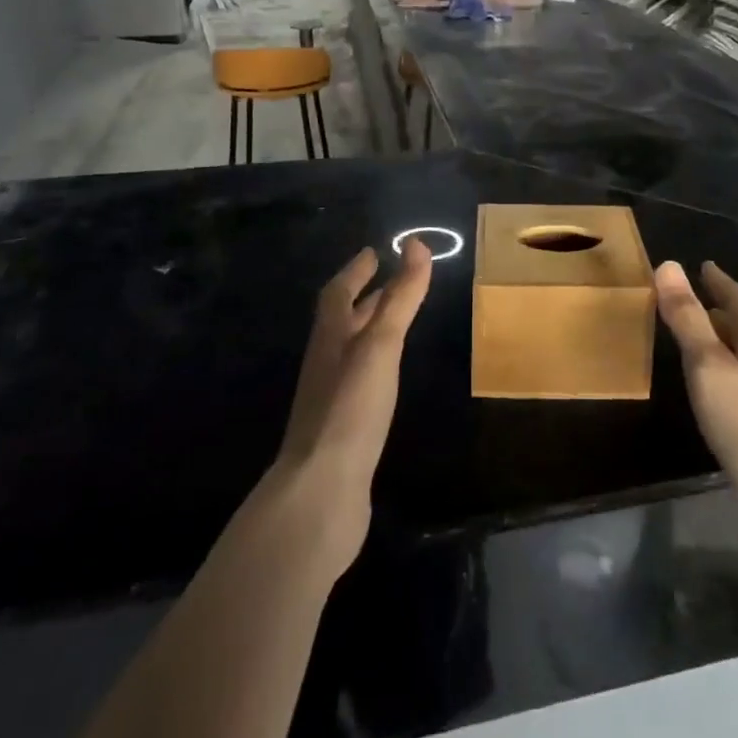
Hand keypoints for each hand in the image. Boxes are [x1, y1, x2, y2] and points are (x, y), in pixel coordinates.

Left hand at [270, 240, 432, 575]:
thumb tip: (416, 245)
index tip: (374, 251)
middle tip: (392, 279)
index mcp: (330, 338)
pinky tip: (388, 377)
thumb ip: (400, 298)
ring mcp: (331, 398)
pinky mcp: (342, 429)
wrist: (321, 493)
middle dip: (366, 296)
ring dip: (370, 329)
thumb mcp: (380, 346)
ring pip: (351, 351)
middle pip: (343, 320)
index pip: (338, 292)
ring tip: (395, 322)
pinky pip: (359, 382)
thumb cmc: (350, 409)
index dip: (356, 270)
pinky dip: (375, 366)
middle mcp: (326, 363)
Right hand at [655, 261, 737, 577]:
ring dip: (729, 349)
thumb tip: (669, 266)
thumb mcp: (711, 368)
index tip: (705, 266)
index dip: (722, 283)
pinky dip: (731, 381)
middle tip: (698, 303)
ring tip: (703, 346)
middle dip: (726, 315)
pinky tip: (719, 398)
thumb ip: (689, 320)